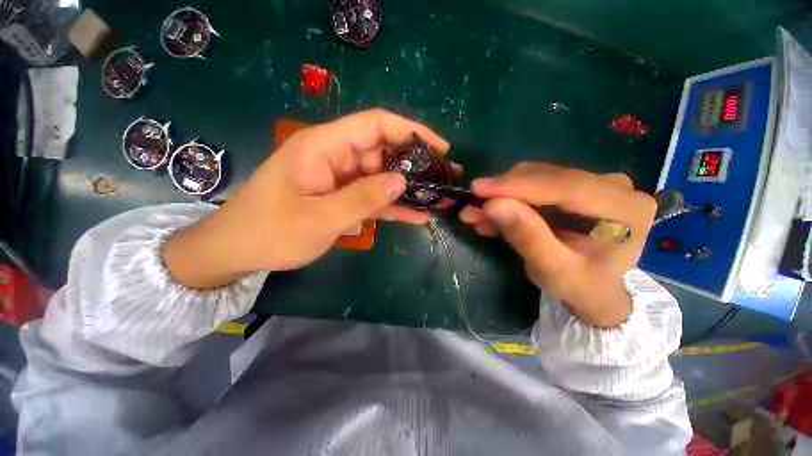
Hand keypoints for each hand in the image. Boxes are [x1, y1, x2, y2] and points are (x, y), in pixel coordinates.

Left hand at [164, 109, 448, 287]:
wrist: (238, 251)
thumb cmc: (271, 232)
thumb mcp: (319, 218)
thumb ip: (363, 198)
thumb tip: (401, 181)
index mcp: (324, 147)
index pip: (375, 125)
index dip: (410, 131)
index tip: (439, 148)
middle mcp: (334, 157)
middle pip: (383, 152)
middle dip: (415, 166)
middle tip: (444, 180)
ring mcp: (340, 179)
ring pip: (381, 178)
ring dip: (408, 190)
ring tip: (438, 199)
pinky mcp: (341, 198)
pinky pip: (372, 198)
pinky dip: (393, 206)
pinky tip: (417, 216)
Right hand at [459, 163, 656, 326]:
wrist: (596, 289)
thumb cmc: (582, 286)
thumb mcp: (554, 270)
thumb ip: (528, 237)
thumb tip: (493, 205)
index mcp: (626, 208)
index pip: (564, 186)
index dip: (516, 186)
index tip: (478, 189)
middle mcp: (615, 186)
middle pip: (547, 178)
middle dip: (503, 193)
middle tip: (472, 209)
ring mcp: (595, 182)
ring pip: (536, 178)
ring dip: (502, 196)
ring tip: (477, 216)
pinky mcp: (576, 186)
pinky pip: (536, 184)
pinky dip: (510, 199)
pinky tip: (491, 215)